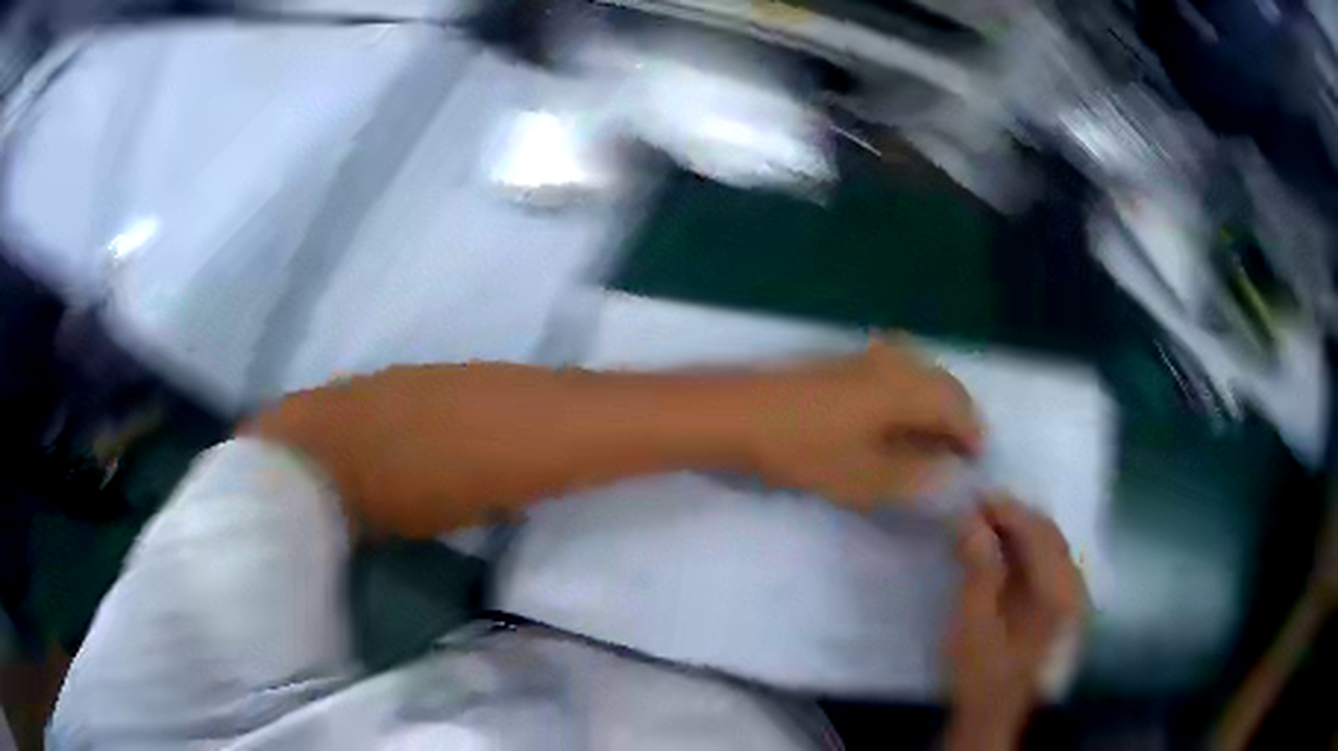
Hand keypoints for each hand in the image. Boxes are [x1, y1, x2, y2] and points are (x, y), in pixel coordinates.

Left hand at [745, 339, 981, 507]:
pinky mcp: (843, 361)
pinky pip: (896, 373)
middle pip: (943, 386)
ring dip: (933, 406)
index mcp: (908, 386)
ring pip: (920, 376)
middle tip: (958, 455)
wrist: (738, 413)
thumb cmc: (805, 448)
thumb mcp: (865, 477)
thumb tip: (951, 476)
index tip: (977, 464)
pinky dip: (909, 397)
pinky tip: (895, 422)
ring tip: (931, 442)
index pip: (959, 408)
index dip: (973, 436)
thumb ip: (915, 478)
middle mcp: (896, 362)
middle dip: (958, 419)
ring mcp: (867, 356)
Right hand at [946, 498, 1083, 747]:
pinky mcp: (1064, 606)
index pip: (1036, 533)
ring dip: (1021, 530)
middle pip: (1049, 533)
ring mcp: (1073, 596)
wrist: (993, 713)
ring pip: (1051, 545)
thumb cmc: (980, 672)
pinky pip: (1051, 561)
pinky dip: (1028, 549)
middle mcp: (1074, 587)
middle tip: (976, 510)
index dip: (1006, 510)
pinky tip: (1005, 553)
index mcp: (1057, 592)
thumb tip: (970, 519)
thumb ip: (977, 569)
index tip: (973, 498)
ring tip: (987, 527)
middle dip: (1014, 516)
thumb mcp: (971, 623)